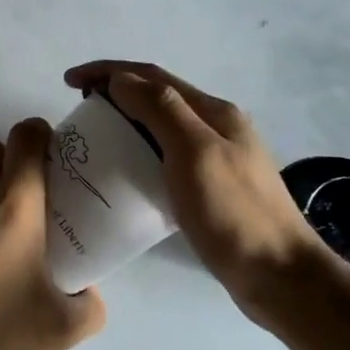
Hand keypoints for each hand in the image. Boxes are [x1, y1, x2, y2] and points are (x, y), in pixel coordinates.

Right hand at [64, 61, 327, 321]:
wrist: (280, 276)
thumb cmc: (234, 212)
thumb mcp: (195, 153)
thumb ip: (160, 110)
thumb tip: (121, 79)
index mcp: (214, 112)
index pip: (153, 77)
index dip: (108, 72)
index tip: (69, 82)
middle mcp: (216, 127)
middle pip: (157, 98)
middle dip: (115, 94)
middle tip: (79, 113)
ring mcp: (215, 159)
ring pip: (160, 128)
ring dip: (125, 123)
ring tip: (94, 140)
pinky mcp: (210, 189)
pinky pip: (165, 158)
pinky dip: (138, 154)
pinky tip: (123, 174)